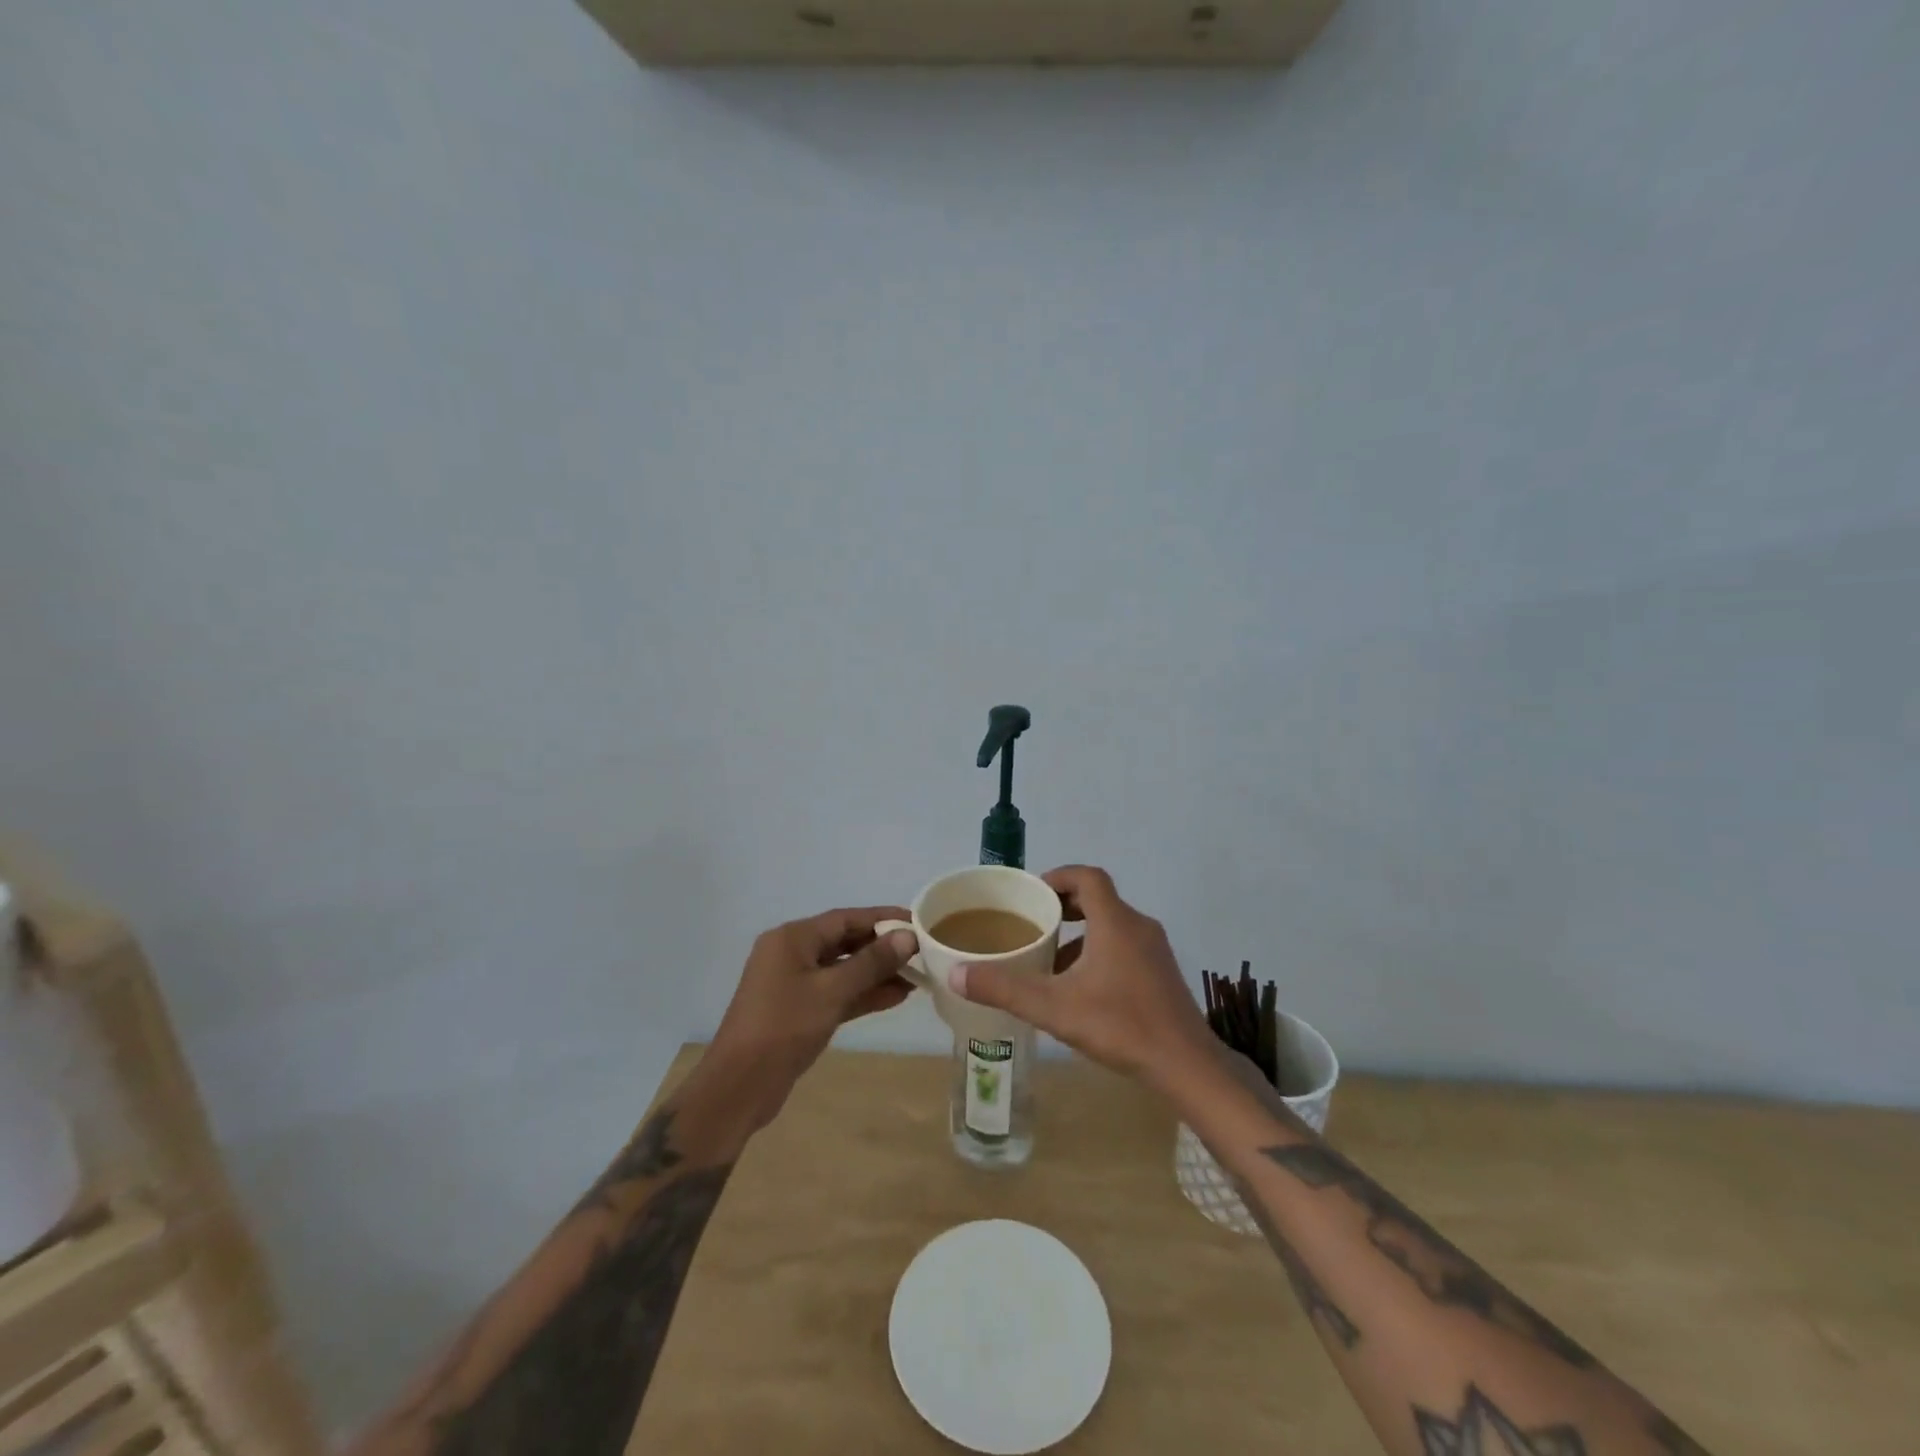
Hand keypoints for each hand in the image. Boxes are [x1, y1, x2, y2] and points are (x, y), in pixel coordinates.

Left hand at [704, 906, 917, 1126]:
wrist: (740, 1086)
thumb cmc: (784, 1027)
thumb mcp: (832, 991)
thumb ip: (871, 963)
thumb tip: (907, 938)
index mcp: (792, 938)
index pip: (846, 918)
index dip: (883, 918)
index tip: (918, 922)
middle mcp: (791, 954)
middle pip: (845, 941)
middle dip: (882, 948)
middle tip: (921, 952)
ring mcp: (793, 983)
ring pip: (842, 970)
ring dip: (876, 974)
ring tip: (916, 977)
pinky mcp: (798, 1011)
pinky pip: (836, 992)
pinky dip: (862, 994)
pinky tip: (895, 997)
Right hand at [948, 865, 1214, 1089]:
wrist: (1187, 1065)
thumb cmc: (1121, 1026)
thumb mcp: (1054, 1008)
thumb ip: (1004, 989)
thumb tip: (956, 974)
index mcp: (1115, 922)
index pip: (1087, 877)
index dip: (1058, 877)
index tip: (1033, 893)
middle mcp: (1138, 926)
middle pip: (1099, 898)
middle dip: (1065, 906)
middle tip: (1035, 923)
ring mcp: (1155, 950)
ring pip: (1112, 925)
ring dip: (1082, 932)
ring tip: (1051, 958)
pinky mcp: (1162, 973)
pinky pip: (1125, 946)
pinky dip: (1100, 952)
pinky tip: (1082, 988)